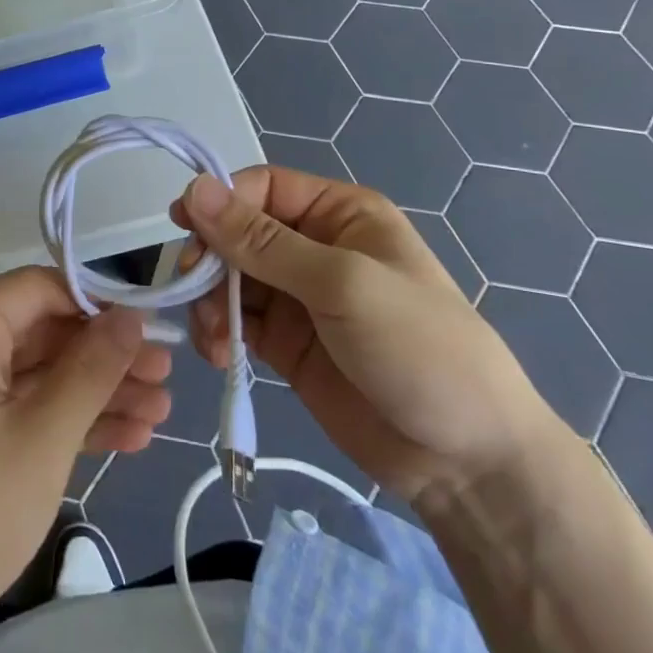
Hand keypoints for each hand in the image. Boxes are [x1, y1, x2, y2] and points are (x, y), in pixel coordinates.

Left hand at [0, 266, 171, 652]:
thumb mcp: (42, 437)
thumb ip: (92, 369)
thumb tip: (132, 316)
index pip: (40, 289)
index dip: (99, 306)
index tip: (152, 329)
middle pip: (43, 331)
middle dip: (105, 358)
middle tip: (167, 377)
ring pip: (38, 373)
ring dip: (97, 392)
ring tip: (160, 412)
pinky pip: (22, 406)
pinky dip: (67, 421)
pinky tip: (128, 438)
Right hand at [176, 168, 556, 505]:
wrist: (468, 462)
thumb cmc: (418, 348)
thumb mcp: (341, 283)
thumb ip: (262, 241)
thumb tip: (194, 189)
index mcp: (338, 213)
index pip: (261, 189)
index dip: (220, 203)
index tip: (184, 230)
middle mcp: (313, 246)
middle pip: (237, 232)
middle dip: (210, 257)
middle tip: (190, 288)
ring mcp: (297, 297)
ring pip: (229, 277)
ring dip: (208, 299)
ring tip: (212, 336)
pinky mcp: (285, 343)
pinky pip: (234, 320)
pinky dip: (217, 331)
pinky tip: (219, 354)